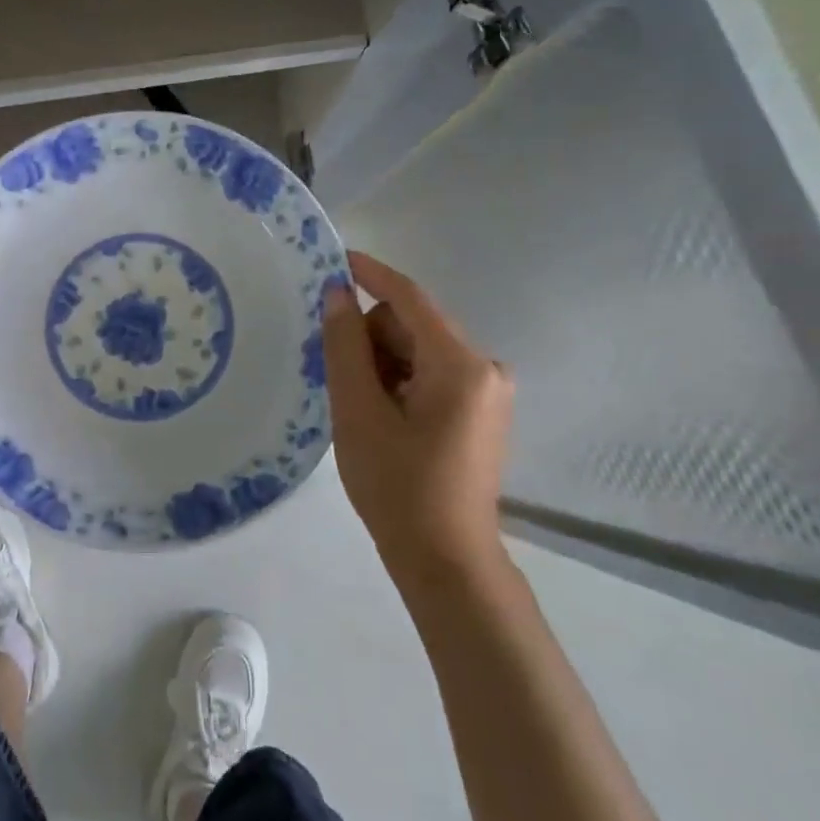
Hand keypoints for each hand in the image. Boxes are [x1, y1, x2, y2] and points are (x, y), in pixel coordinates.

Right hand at [322, 251, 514, 590]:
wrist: (446, 561)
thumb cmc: (397, 487)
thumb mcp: (358, 412)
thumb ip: (345, 347)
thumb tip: (337, 294)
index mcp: (461, 364)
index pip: (409, 297)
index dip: (369, 274)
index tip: (332, 259)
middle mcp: (484, 367)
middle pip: (413, 326)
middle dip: (370, 339)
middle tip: (336, 375)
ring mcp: (488, 391)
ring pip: (420, 351)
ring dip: (383, 364)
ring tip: (358, 407)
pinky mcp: (482, 412)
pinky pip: (432, 375)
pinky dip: (400, 382)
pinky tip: (380, 416)